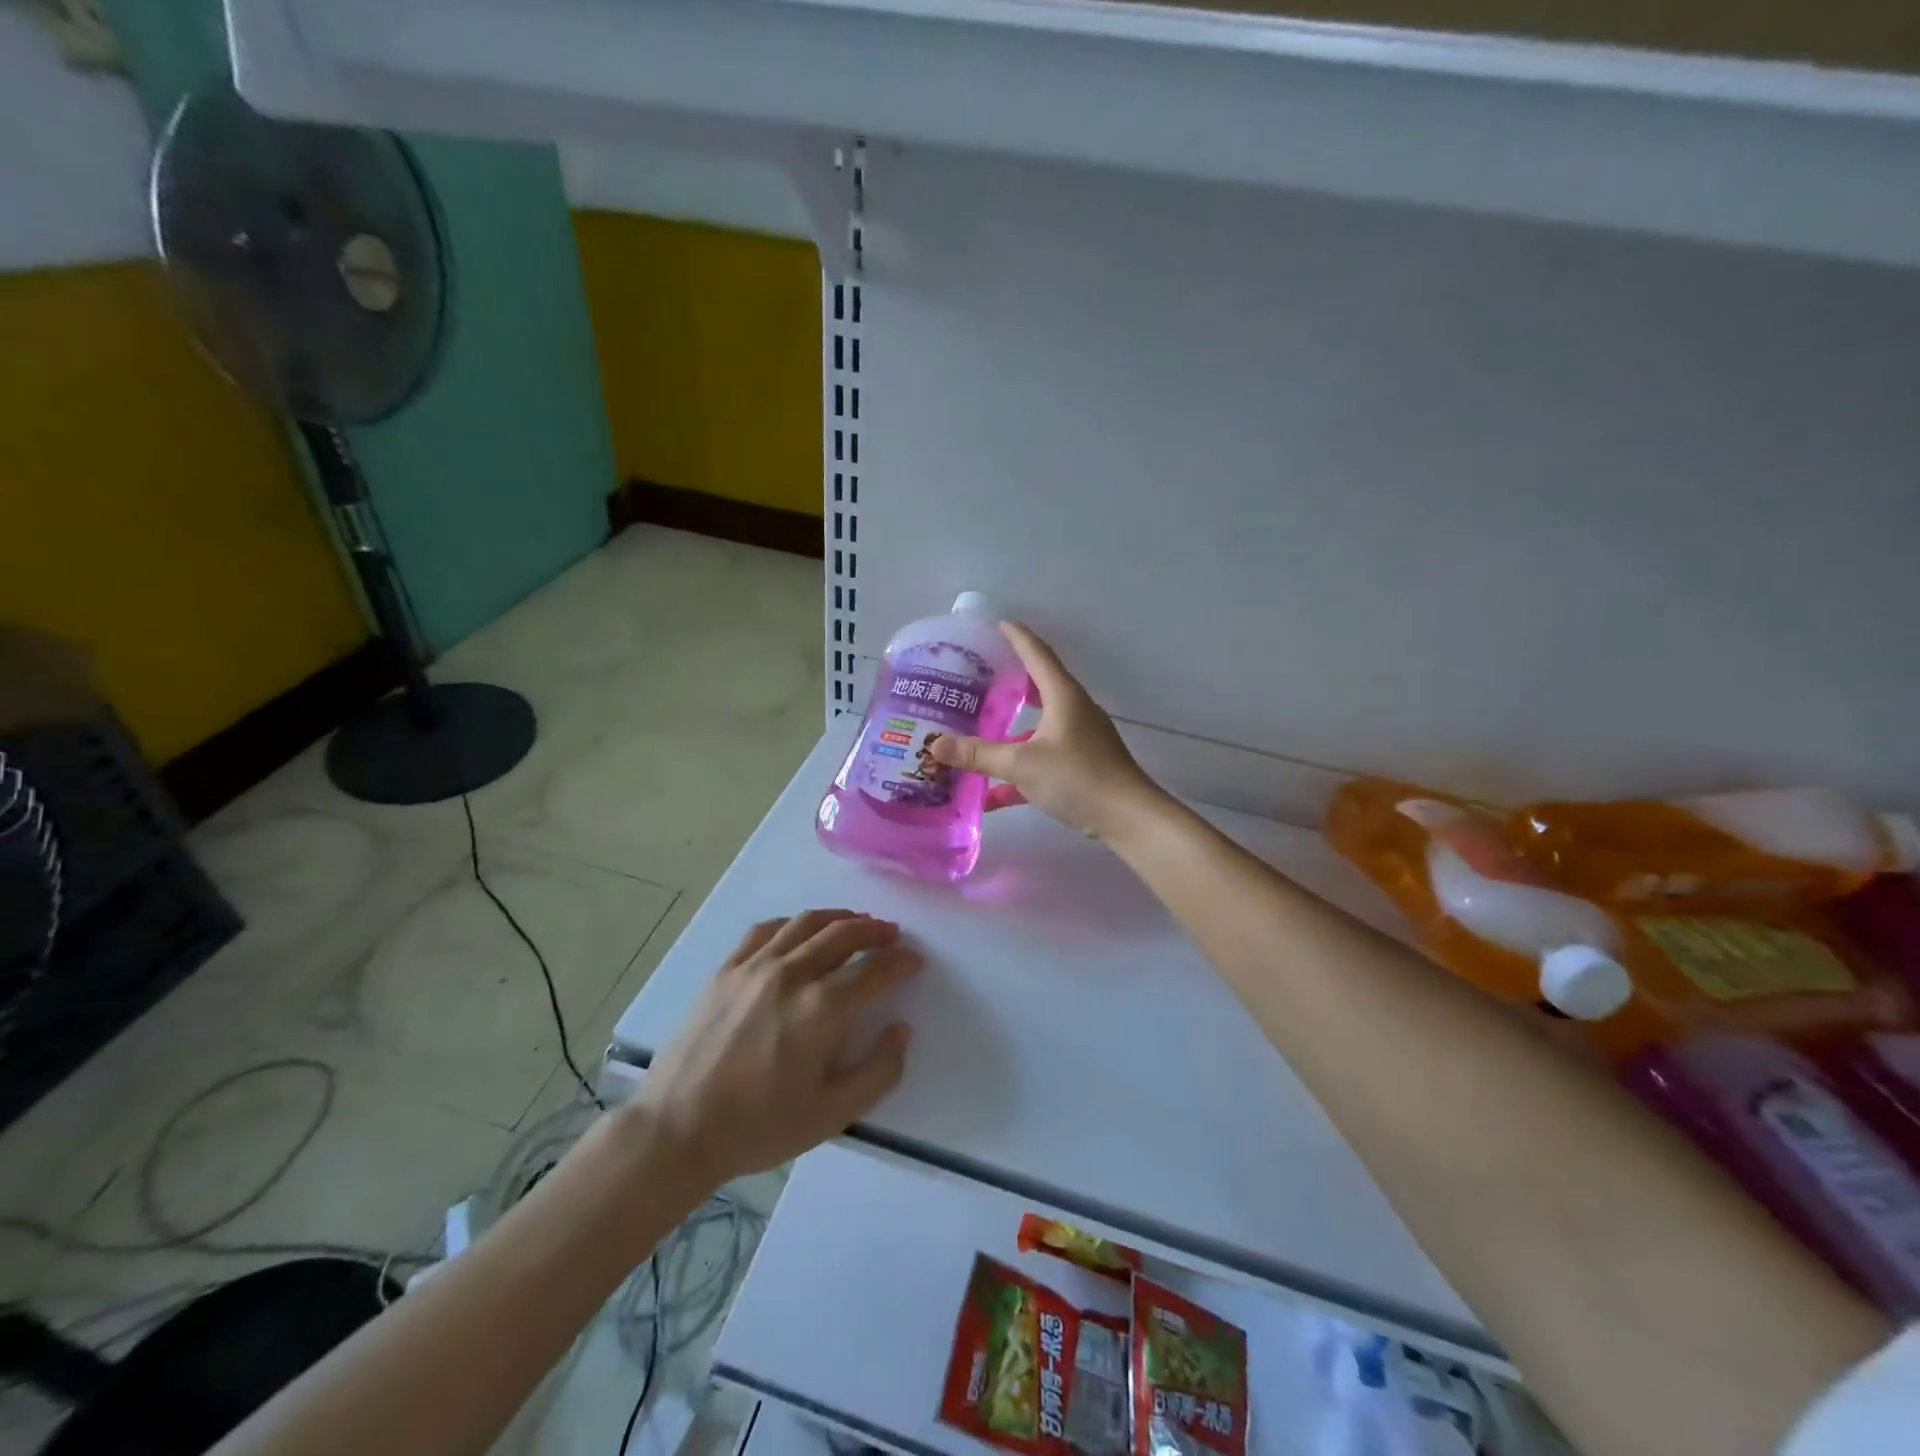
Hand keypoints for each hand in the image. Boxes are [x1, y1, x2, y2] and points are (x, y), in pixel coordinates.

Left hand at [638, 910, 919, 1185]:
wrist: (677, 1129)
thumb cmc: (759, 1127)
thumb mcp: (832, 1115)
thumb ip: (878, 1071)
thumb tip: (902, 1029)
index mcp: (822, 1009)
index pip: (874, 970)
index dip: (901, 962)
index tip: (915, 960)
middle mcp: (792, 974)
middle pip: (843, 934)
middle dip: (874, 930)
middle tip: (891, 934)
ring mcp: (755, 967)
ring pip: (806, 923)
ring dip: (839, 918)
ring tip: (856, 922)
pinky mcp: (726, 970)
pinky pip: (766, 930)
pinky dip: (793, 923)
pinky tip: (801, 930)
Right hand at [928, 622, 1166, 841]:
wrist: (1128, 818)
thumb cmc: (1078, 777)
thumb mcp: (1022, 764)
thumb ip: (978, 754)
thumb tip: (934, 745)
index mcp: (1063, 696)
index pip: (1037, 654)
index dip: (1016, 636)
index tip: (997, 624)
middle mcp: (1072, 710)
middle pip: (1037, 687)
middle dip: (1009, 682)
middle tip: (978, 677)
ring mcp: (1078, 739)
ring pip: (1036, 726)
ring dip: (1009, 731)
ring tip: (977, 731)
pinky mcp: (1080, 765)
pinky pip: (1042, 759)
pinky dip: (1018, 771)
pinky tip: (991, 795)